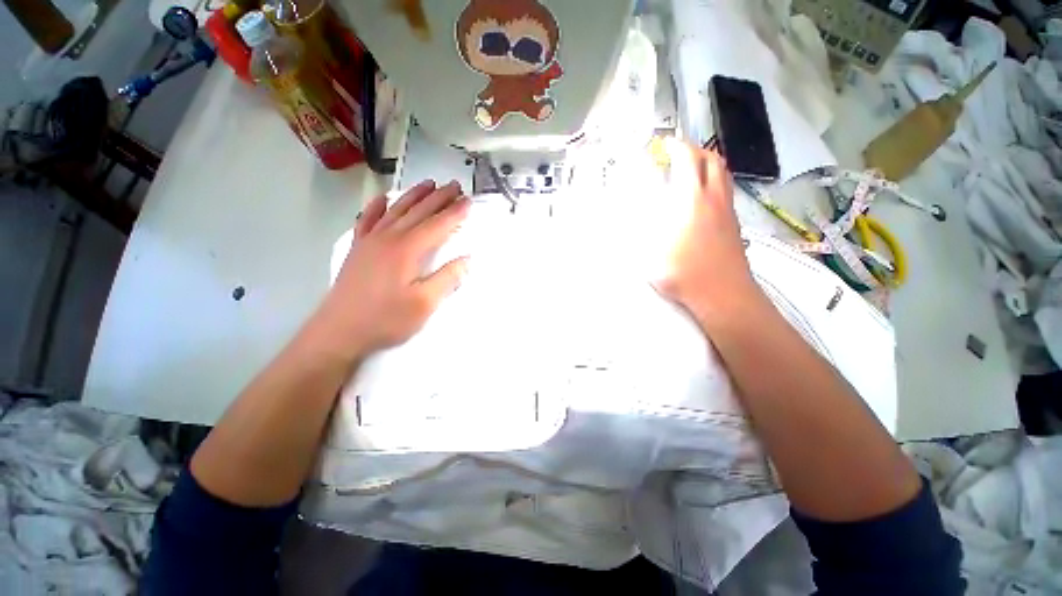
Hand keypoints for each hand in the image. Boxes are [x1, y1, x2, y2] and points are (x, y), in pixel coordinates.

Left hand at [307, 180, 470, 361]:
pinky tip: (383, 198)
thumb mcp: (424, 304)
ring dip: (414, 196)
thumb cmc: (386, 319)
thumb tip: (467, 260)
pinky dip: (377, 206)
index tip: (469, 201)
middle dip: (439, 198)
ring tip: (429, 184)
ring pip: (396, 210)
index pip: (437, 225)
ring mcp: (370, 241)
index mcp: (407, 250)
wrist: (339, 331)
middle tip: (455, 186)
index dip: (455, 213)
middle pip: (418, 211)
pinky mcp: (358, 248)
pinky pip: (368, 220)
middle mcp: (389, 238)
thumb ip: (447, 279)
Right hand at [653, 139, 760, 325]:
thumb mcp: (650, 253)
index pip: (688, 161)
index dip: (676, 147)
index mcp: (692, 201)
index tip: (664, 143)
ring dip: (708, 164)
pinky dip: (715, 182)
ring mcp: (728, 211)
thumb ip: (639, 230)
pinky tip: (702, 198)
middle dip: (695, 149)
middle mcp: (714, 199)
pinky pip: (726, 191)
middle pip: (712, 160)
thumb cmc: (683, 273)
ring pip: (723, 175)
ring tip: (691, 169)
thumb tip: (629, 214)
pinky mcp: (734, 224)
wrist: (724, 295)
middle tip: (678, 153)